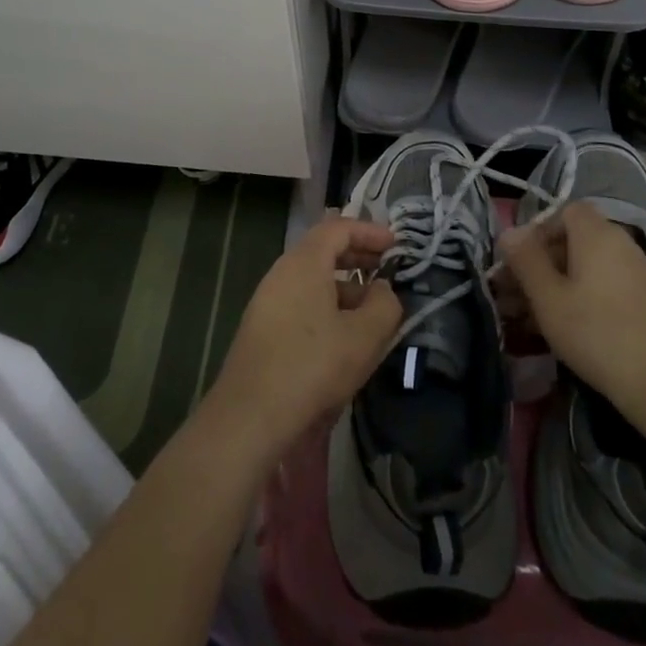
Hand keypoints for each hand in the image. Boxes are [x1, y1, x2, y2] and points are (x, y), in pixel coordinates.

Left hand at [206, 217, 401, 454]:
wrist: (249, 417)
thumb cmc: (312, 366)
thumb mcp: (364, 337)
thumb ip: (385, 305)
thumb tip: (383, 290)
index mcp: (304, 262)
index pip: (339, 227)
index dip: (369, 231)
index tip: (396, 244)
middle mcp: (282, 272)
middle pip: (323, 250)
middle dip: (358, 257)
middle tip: (386, 271)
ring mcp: (267, 300)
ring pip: (312, 280)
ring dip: (344, 287)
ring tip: (371, 311)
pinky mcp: (262, 329)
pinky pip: (301, 302)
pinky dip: (326, 306)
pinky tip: (343, 337)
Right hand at [498, 202, 645, 409]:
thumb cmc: (596, 332)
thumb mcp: (548, 297)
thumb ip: (526, 260)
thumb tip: (510, 232)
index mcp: (597, 234)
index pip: (564, 211)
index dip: (538, 230)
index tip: (520, 261)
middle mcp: (621, 244)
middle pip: (574, 240)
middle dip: (541, 263)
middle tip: (514, 294)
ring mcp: (637, 273)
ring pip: (587, 269)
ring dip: (557, 285)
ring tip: (528, 318)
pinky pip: (604, 287)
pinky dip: (581, 298)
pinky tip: (563, 329)